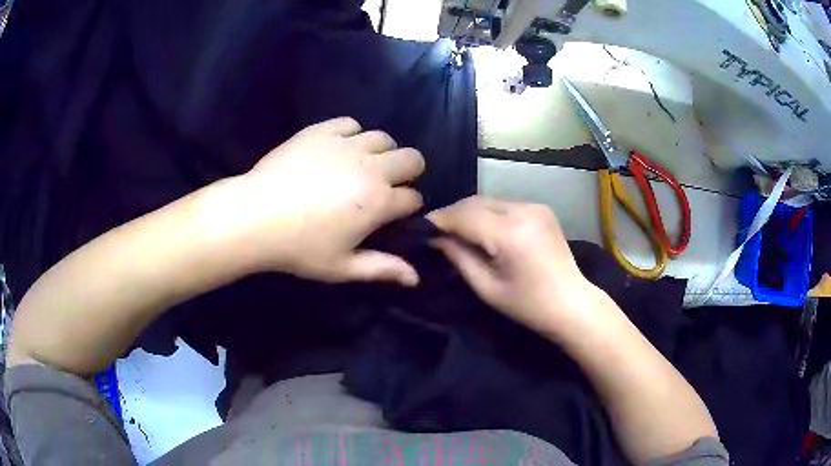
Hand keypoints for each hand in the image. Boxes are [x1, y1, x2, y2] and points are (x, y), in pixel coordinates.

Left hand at [214, 117, 424, 285]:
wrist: (255, 216)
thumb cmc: (299, 247)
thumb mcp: (342, 267)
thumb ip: (383, 269)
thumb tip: (416, 279)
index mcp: (379, 201)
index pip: (414, 198)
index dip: (408, 208)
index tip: (393, 215)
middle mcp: (371, 167)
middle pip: (412, 158)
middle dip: (407, 173)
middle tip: (384, 186)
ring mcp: (346, 145)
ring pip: (384, 138)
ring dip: (381, 152)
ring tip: (361, 166)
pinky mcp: (321, 131)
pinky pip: (350, 123)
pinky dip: (351, 134)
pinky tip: (338, 149)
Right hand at [427, 196, 593, 331]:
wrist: (572, 303)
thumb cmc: (528, 305)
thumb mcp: (487, 287)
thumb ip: (458, 257)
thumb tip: (434, 237)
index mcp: (510, 233)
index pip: (464, 215)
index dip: (439, 220)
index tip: (420, 228)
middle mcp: (524, 210)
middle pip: (475, 202)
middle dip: (452, 214)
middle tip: (435, 231)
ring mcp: (535, 206)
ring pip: (489, 201)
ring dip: (469, 212)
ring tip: (456, 231)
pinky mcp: (541, 208)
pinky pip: (504, 205)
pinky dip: (488, 213)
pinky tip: (483, 230)